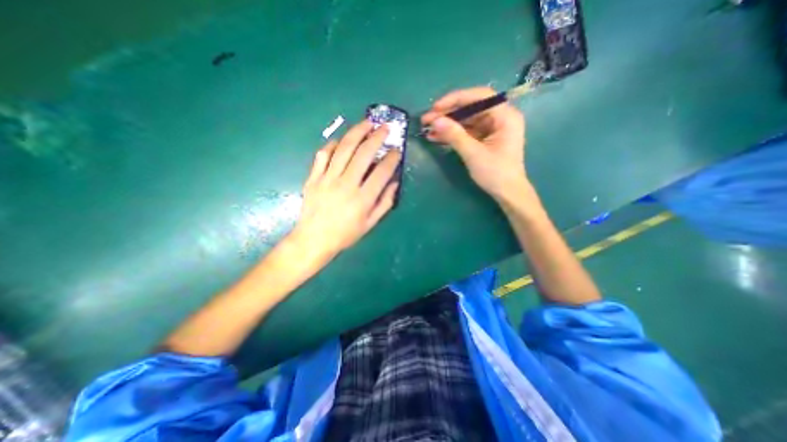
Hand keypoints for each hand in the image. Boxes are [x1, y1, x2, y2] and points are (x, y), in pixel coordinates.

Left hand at [288, 121, 399, 263]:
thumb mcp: (371, 223)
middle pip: (363, 153)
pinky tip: (342, 140)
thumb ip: (385, 202)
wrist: (314, 239)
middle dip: (377, 137)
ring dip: (357, 132)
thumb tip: (394, 183)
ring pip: (344, 148)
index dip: (392, 158)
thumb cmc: (346, 234)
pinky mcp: (313, 177)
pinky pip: (323, 154)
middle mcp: (346, 184)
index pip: (382, 172)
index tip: (397, 150)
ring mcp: (327, 179)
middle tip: (385, 127)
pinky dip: (333, 144)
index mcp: (363, 199)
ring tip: (367, 123)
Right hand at [424, 86, 527, 200]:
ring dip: (447, 125)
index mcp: (505, 116)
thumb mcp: (473, 154)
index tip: (436, 108)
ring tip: (428, 129)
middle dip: (448, 114)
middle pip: (471, 108)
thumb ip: (454, 135)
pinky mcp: (485, 139)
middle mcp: (500, 118)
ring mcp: (492, 129)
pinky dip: (452, 134)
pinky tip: (437, 137)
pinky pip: (467, 131)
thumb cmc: (496, 173)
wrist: (507, 193)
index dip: (456, 99)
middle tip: (427, 120)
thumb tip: (435, 121)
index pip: (480, 97)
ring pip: (466, 120)